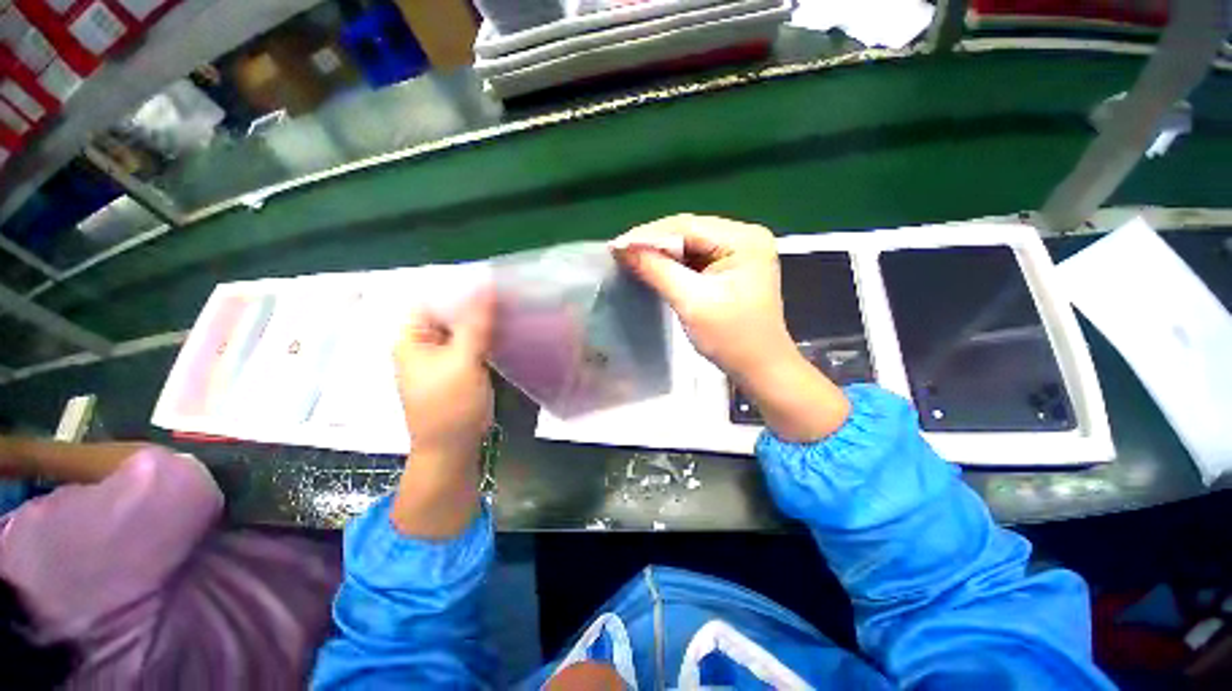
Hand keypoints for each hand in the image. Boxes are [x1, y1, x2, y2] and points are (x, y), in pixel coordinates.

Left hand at [394, 295, 494, 463]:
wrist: (452, 447)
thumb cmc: (451, 405)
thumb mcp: (463, 361)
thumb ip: (475, 324)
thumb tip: (487, 287)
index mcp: (412, 339)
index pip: (433, 301)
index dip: (460, 290)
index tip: (492, 284)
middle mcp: (423, 344)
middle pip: (449, 315)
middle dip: (476, 306)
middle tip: (507, 296)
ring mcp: (441, 358)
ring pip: (463, 330)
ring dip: (484, 322)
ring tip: (511, 309)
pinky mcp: (458, 369)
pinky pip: (472, 344)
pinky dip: (487, 337)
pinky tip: (506, 331)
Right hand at [612, 214, 796, 378]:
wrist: (760, 368)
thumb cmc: (731, 338)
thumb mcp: (692, 302)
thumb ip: (657, 271)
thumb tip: (622, 248)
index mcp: (744, 239)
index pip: (687, 226)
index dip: (648, 235)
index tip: (616, 246)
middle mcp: (744, 237)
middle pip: (689, 232)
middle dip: (653, 243)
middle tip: (620, 253)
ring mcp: (739, 251)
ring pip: (690, 244)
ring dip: (661, 253)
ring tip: (630, 259)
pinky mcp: (731, 267)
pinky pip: (695, 258)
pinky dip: (673, 264)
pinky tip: (653, 268)